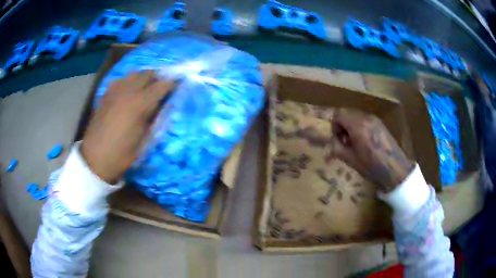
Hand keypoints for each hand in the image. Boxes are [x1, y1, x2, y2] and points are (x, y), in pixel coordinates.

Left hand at [81, 71, 175, 183]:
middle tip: (162, 88)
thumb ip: (156, 119)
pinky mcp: (106, 94)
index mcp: (139, 104)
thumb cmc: (122, 155)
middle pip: (148, 74)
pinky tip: (129, 92)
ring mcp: (115, 91)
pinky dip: (129, 82)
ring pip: (134, 74)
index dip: (172, 84)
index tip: (179, 85)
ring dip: (143, 78)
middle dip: (158, 78)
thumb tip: (164, 107)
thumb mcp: (144, 141)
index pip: (161, 85)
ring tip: (146, 88)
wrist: (95, 159)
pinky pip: (121, 80)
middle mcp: (128, 91)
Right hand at [327, 108, 414, 192]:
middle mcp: (365, 117)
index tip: (338, 139)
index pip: (338, 115)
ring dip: (352, 125)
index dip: (334, 126)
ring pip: (357, 115)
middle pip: (347, 112)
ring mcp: (375, 119)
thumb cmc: (371, 166)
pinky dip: (360, 126)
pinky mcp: (381, 123)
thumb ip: (337, 148)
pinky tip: (366, 141)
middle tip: (345, 141)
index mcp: (357, 125)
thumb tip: (330, 143)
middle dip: (342, 125)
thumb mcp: (350, 159)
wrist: (394, 168)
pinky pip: (365, 119)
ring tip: (355, 142)